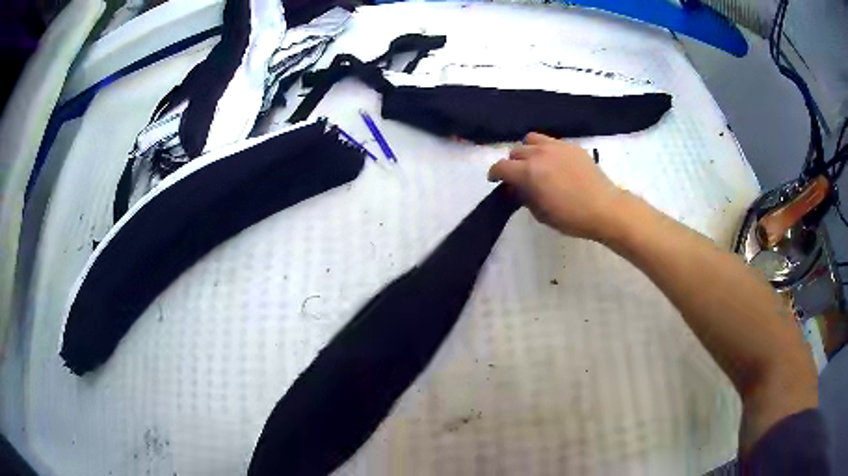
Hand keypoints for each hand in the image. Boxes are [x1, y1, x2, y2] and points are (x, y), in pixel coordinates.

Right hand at [488, 133, 625, 240]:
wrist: (604, 208)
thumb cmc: (571, 217)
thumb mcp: (541, 214)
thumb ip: (524, 197)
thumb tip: (517, 188)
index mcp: (529, 172)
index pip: (501, 167)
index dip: (494, 174)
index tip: (496, 180)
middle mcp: (539, 154)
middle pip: (515, 152)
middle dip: (512, 164)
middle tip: (518, 177)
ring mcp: (557, 146)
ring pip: (531, 140)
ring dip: (527, 151)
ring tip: (534, 163)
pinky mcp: (571, 146)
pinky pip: (551, 141)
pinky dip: (546, 149)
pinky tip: (554, 162)